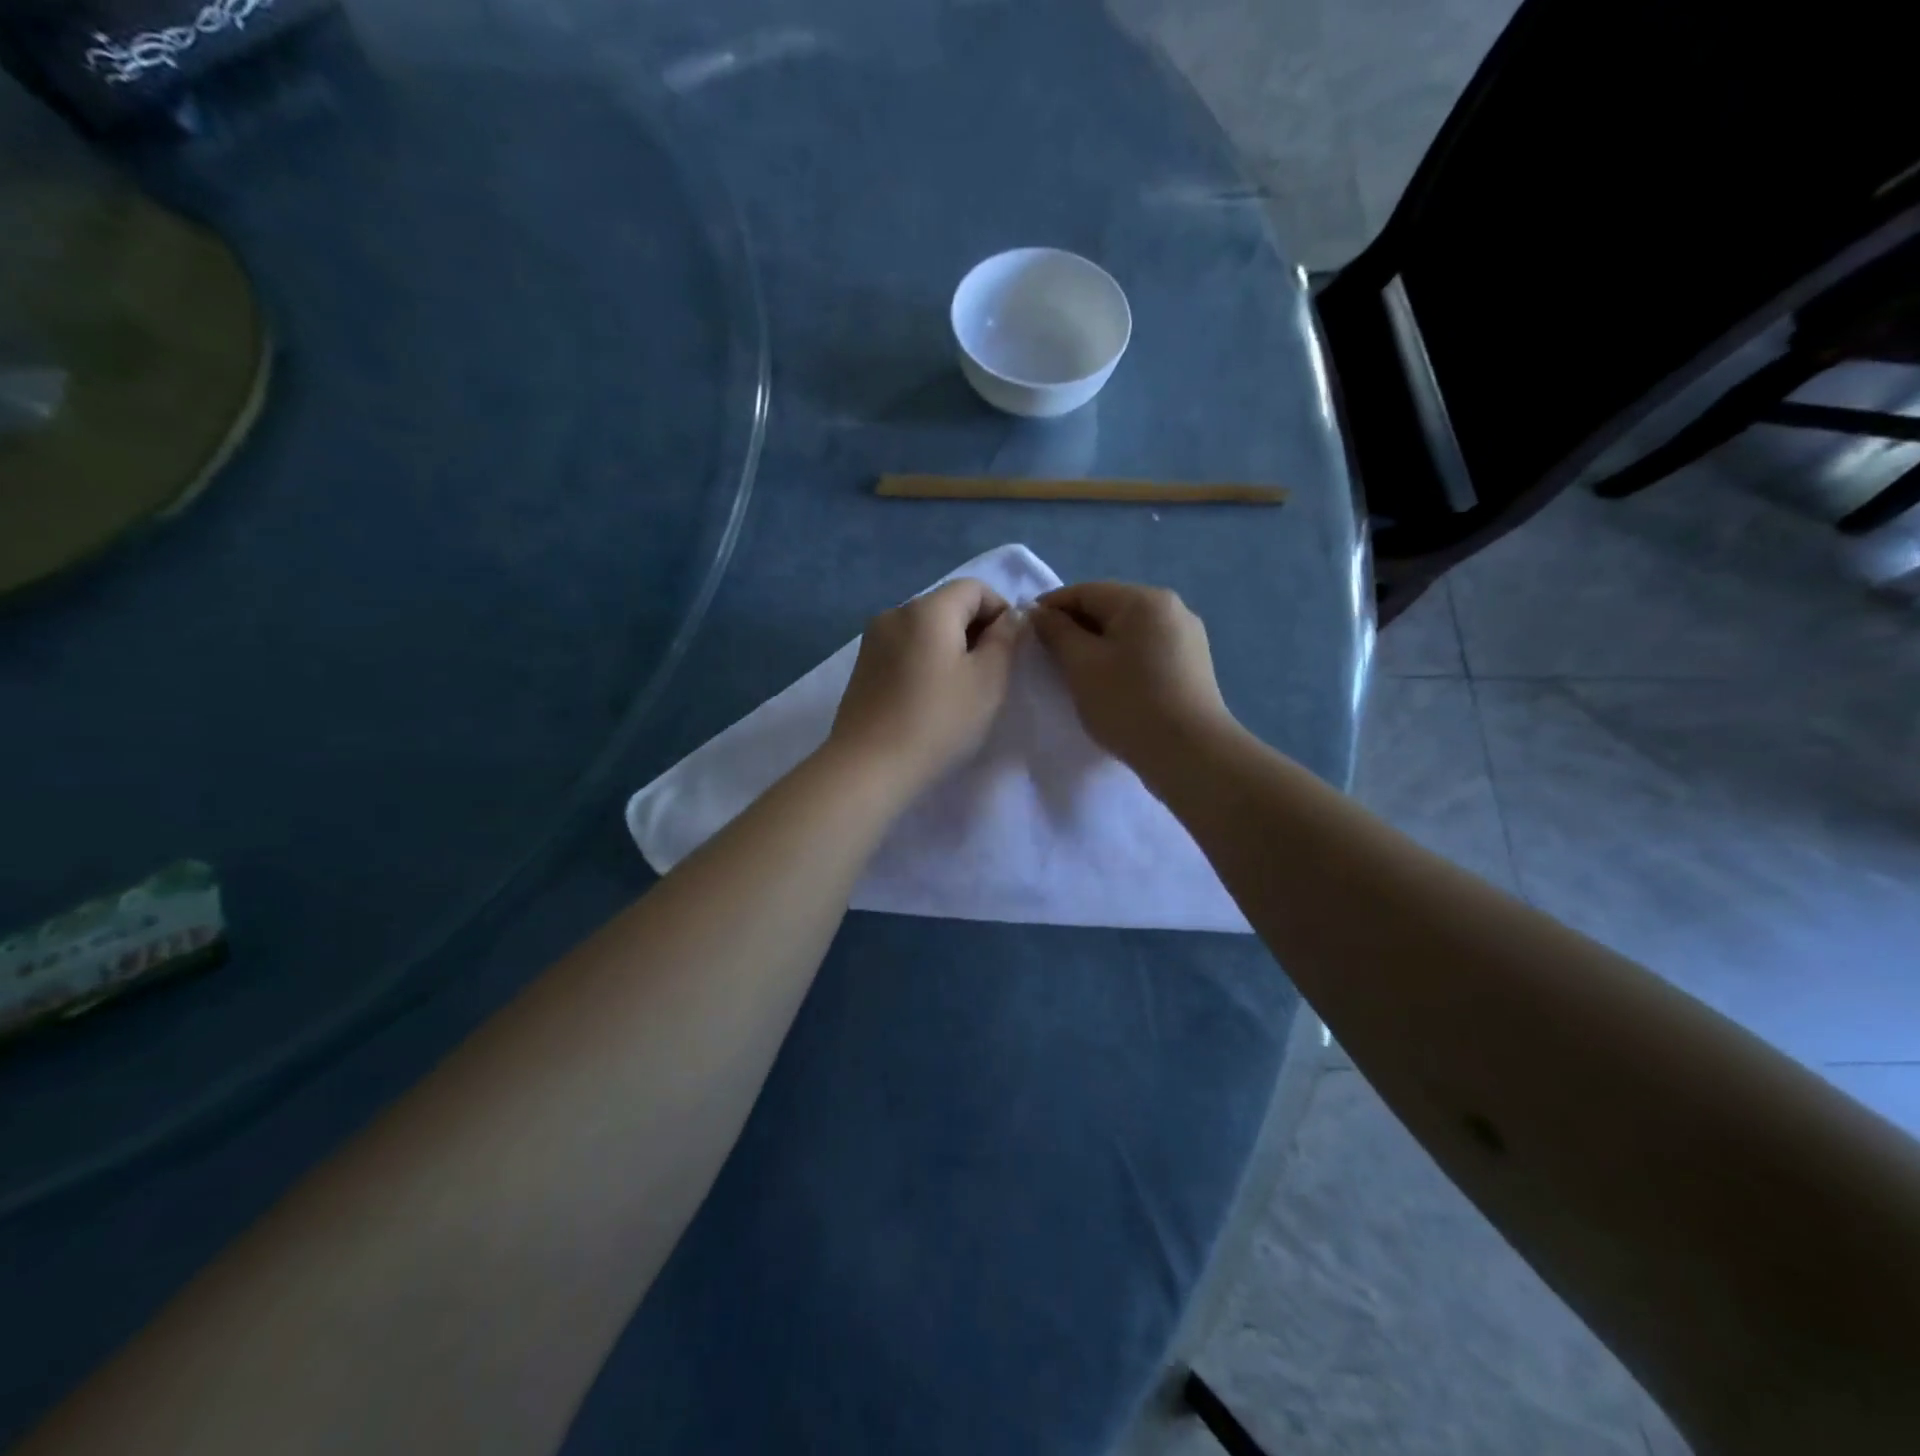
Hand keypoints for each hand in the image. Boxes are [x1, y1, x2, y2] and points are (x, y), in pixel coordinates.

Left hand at [828, 578, 1019, 793]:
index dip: (1000, 611)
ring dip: (950, 648)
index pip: (974, 587)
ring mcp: (873, 640)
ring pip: (925, 629)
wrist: (869, 766)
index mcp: (928, 609)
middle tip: (989, 675)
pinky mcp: (862, 666)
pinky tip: (929, 698)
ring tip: (959, 691)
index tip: (1010, 651)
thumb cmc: (938, 721)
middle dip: (975, 630)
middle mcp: (896, 613)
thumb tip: (1009, 617)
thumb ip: (1005, 640)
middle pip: (947, 605)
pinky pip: (904, 649)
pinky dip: (925, 661)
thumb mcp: (988, 681)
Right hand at [1030, 581, 1233, 771]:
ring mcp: (1187, 637)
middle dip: (1075, 627)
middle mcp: (1171, 608)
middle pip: (1109, 608)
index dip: (1050, 607)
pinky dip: (1122, 659)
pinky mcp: (1193, 665)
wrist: (1189, 753)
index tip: (1026, 631)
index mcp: (1143, 600)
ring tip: (1077, 673)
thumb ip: (1057, 632)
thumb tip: (1041, 613)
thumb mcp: (1081, 665)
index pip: (1085, 591)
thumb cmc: (1128, 703)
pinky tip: (1111, 684)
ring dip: (1098, 645)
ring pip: (1128, 631)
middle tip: (1048, 656)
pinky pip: (1146, 650)